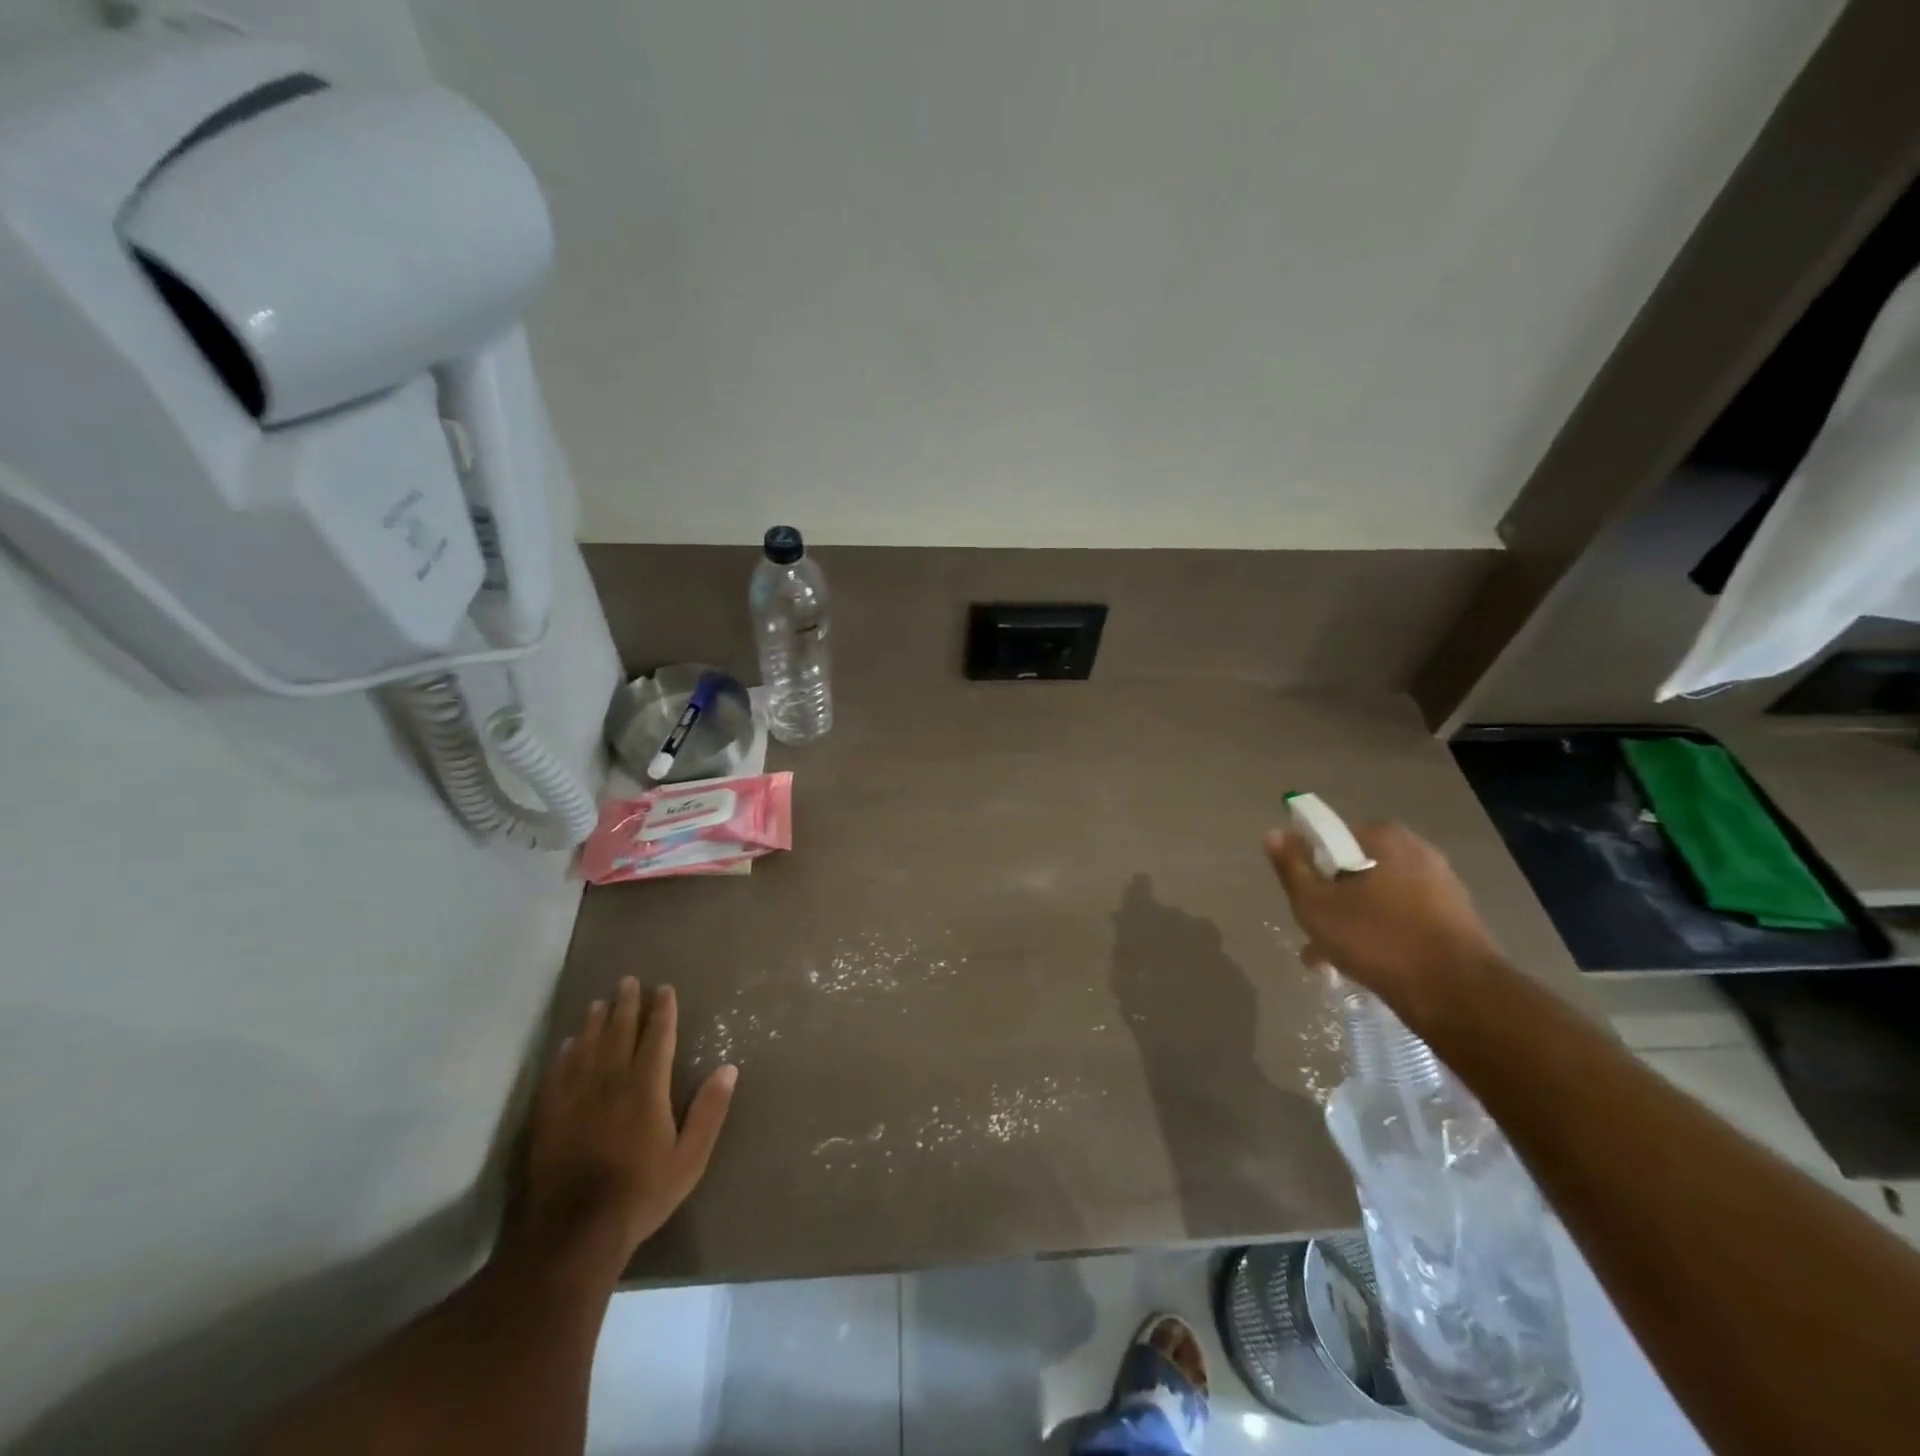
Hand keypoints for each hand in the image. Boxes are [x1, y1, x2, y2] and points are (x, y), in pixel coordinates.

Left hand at [523, 979, 735, 1266]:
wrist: (573, 1233)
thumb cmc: (641, 1193)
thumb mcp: (690, 1158)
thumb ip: (709, 1111)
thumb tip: (728, 1068)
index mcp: (646, 1088)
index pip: (657, 1037)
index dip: (662, 1011)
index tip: (664, 989)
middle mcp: (611, 1082)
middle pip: (619, 1033)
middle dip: (626, 1005)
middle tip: (627, 981)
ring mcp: (576, 1098)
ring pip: (586, 1047)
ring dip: (594, 1022)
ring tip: (598, 1002)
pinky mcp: (549, 1117)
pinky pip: (557, 1074)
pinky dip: (564, 1054)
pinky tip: (566, 1045)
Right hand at [1263, 820, 1504, 1025]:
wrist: (1457, 994)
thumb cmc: (1376, 939)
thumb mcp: (1315, 904)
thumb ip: (1292, 867)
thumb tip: (1275, 833)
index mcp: (1384, 837)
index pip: (1332, 837)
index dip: (1311, 867)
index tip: (1303, 898)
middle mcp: (1417, 851)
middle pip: (1355, 870)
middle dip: (1332, 900)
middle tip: (1315, 934)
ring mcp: (1442, 886)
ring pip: (1379, 898)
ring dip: (1354, 922)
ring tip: (1335, 960)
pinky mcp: (1457, 919)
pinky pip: (1404, 919)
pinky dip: (1383, 935)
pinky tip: (1368, 966)